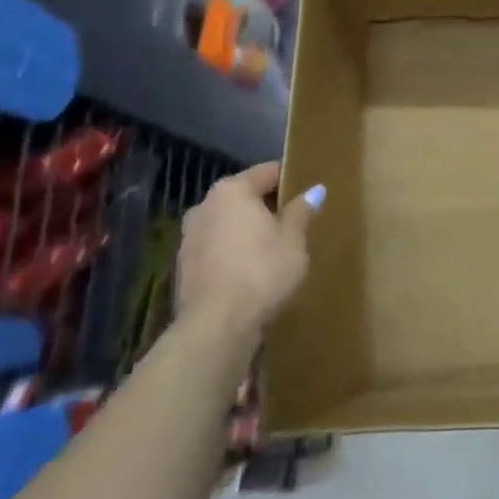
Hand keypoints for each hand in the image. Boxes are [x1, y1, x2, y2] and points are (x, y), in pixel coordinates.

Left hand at [175, 162, 318, 335]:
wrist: (217, 326)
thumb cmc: (262, 271)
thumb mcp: (293, 239)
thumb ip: (301, 211)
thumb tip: (314, 190)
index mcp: (232, 190)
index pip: (267, 172)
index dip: (290, 178)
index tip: (308, 191)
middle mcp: (204, 206)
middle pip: (244, 197)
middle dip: (268, 207)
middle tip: (296, 223)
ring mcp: (189, 238)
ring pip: (228, 224)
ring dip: (248, 232)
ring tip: (275, 250)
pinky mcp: (184, 268)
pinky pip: (217, 250)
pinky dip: (234, 254)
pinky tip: (252, 272)